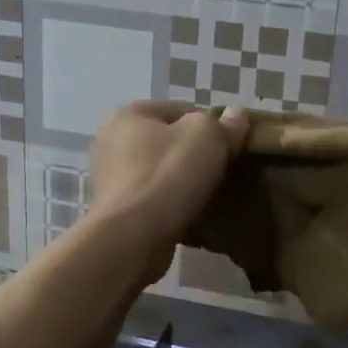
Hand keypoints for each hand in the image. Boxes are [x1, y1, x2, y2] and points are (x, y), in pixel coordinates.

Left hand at [88, 102, 249, 272]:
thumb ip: (224, 124)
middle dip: (196, 156)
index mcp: (130, 114)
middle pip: (169, 142)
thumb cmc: (168, 176)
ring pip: (161, 173)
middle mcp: (112, 141)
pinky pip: (153, 201)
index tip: (230, 146)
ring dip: (183, 183)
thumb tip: (236, 115)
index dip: (211, 125)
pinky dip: (171, 206)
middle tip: (223, 172)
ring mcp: (110, 179)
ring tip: (210, 197)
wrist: (133, 237)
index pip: (181, 109)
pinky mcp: (116, 211)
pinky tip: (192, 217)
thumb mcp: (207, 138)